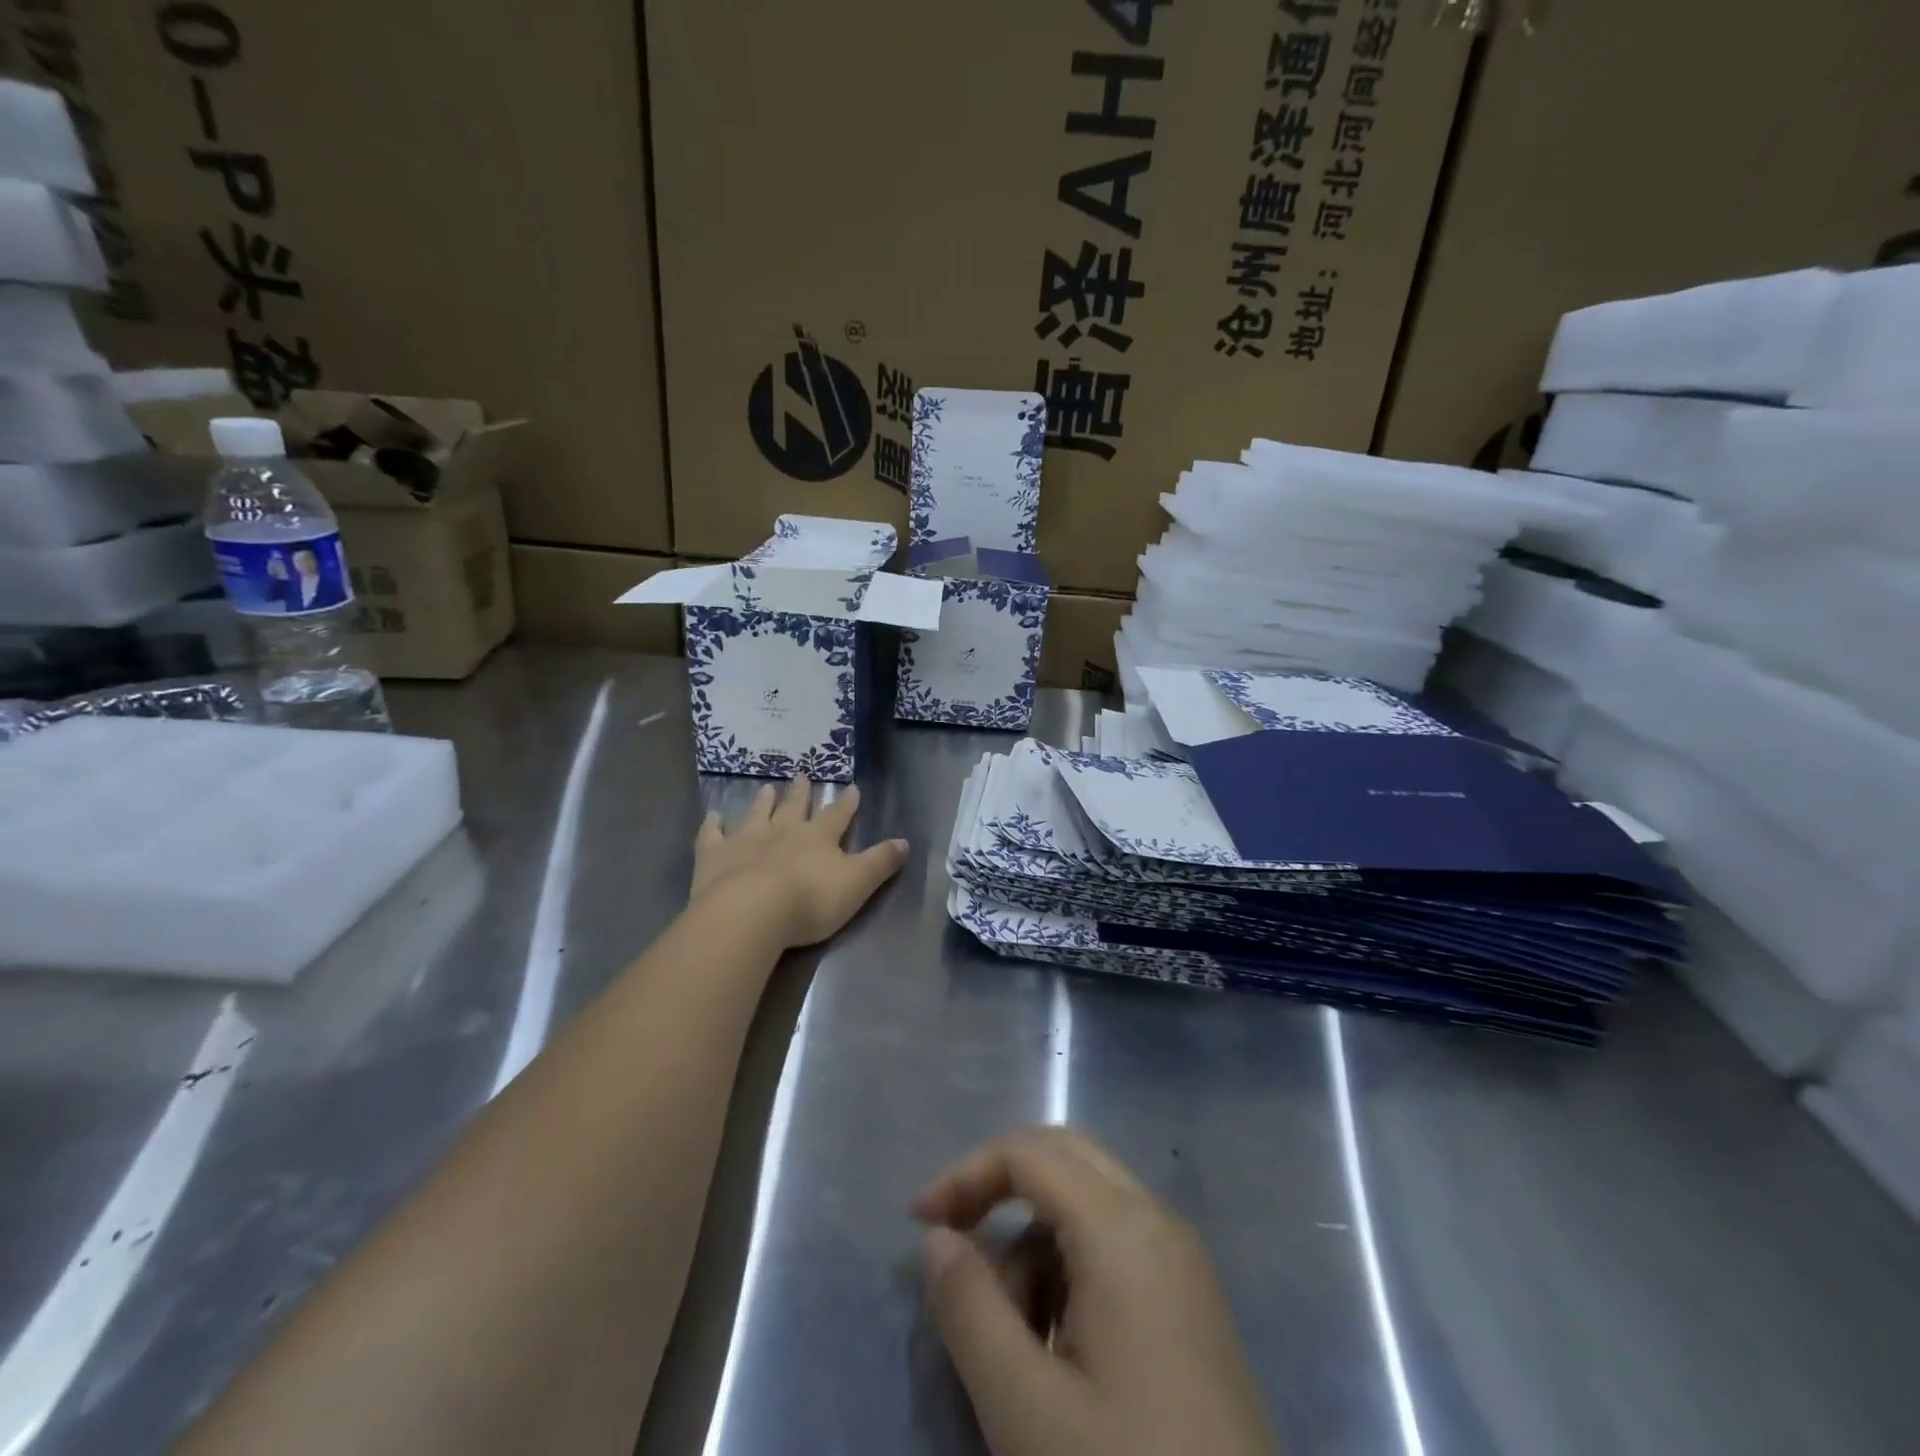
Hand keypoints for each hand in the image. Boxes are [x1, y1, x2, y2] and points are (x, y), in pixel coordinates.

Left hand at [691, 777, 907, 948]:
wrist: (751, 912)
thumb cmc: (810, 901)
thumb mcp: (857, 884)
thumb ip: (880, 862)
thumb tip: (905, 842)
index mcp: (819, 838)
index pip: (838, 815)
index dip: (847, 803)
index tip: (852, 788)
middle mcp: (783, 830)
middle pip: (794, 806)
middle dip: (801, 792)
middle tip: (802, 775)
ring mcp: (746, 839)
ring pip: (757, 813)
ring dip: (763, 800)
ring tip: (766, 787)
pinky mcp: (714, 856)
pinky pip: (713, 835)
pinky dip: (713, 824)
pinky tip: (712, 816)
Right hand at [914, 1128, 1276, 1455]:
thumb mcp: (1025, 1408)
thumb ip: (969, 1308)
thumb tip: (939, 1240)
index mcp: (1123, 1227)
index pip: (1030, 1153)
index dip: (966, 1173)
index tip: (917, 1224)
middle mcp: (1158, 1220)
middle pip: (1064, 1156)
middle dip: (1000, 1187)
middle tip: (955, 1242)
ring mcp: (1182, 1259)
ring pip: (1088, 1202)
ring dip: (1035, 1240)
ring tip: (1014, 1334)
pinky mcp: (1191, 1300)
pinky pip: (1116, 1244)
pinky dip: (1071, 1267)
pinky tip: (1060, 1348)